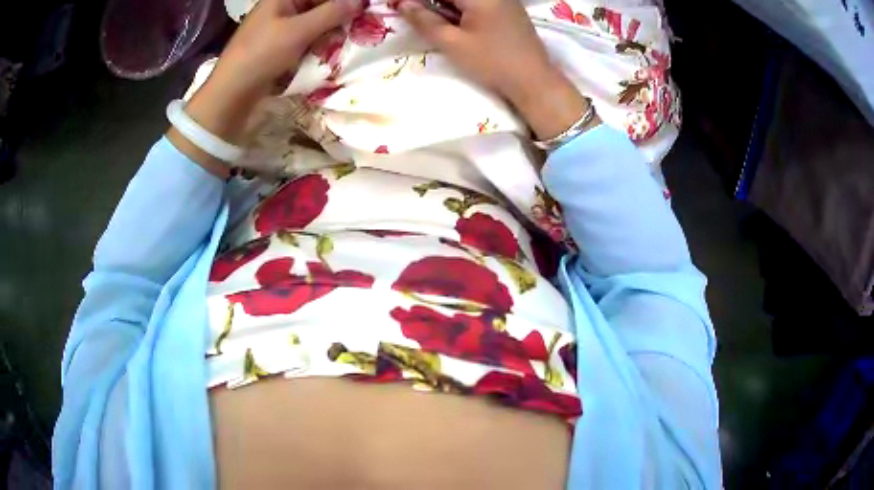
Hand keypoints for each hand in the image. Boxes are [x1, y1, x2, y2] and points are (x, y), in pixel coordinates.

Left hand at [169, 0, 364, 174]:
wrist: (230, 95)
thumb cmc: (260, 56)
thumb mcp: (298, 32)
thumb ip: (331, 13)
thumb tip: (360, 0)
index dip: (343, 0)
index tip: (364, 6)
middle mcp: (281, 9)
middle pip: (318, 5)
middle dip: (340, 13)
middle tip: (362, 23)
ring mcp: (279, 29)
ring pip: (315, 22)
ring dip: (332, 29)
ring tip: (353, 36)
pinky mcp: (279, 47)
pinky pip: (306, 38)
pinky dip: (320, 42)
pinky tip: (334, 49)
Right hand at [398, 0, 596, 140]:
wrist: (533, 80)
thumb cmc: (491, 62)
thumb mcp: (452, 43)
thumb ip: (424, 20)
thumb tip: (402, 4)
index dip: (420, 0)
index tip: (405, 7)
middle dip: (434, 4)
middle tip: (417, 14)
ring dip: (448, 7)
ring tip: (436, 20)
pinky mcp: (510, 9)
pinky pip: (480, 3)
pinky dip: (462, 9)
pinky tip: (458, 23)